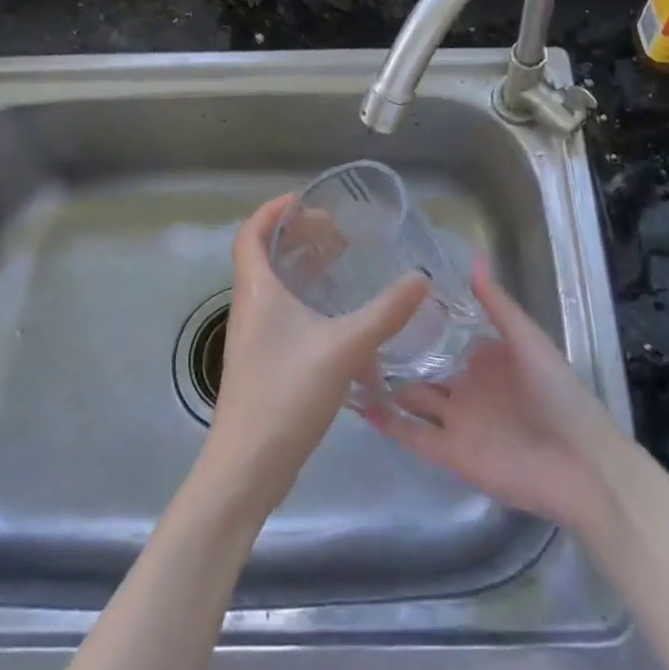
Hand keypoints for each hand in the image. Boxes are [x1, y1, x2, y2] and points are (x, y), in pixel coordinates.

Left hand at [199, 194, 428, 518]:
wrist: (247, 468)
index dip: (274, 209)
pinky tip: (343, 320)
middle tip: (338, 232)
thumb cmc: (285, 394)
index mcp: (257, 290)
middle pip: (266, 255)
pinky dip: (311, 303)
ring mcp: (255, 337)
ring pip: (278, 287)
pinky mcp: (265, 362)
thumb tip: (421, 278)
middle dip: (299, 236)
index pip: (251, 232)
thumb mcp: (343, 348)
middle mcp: (250, 306)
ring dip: (306, 269)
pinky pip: (286, 315)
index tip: (309, 201)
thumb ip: (385, 313)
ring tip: (343, 264)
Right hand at [364, 261, 629, 534]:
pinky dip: (389, 423)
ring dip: (385, 385)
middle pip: (423, 368)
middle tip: (356, 330)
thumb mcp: (527, 339)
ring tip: (348, 363)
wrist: (580, 465)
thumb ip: (496, 303)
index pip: (445, 335)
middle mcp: (468, 386)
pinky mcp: (451, 454)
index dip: (418, 320)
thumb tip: (472, 257)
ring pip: (413, 399)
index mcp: (487, 358)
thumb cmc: (557, 393)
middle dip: (395, 353)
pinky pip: (413, 436)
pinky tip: (360, 404)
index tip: (385, 298)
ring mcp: (458, 421)